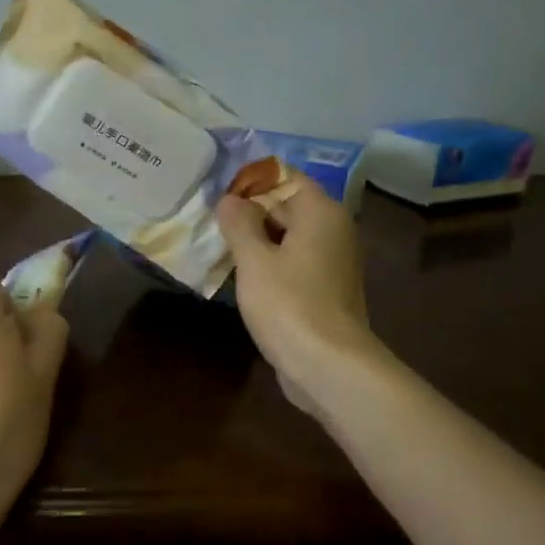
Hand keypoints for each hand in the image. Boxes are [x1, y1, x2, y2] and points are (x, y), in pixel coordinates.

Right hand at [216, 180, 380, 417]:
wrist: (329, 365)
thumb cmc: (289, 304)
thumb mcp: (254, 260)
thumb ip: (239, 224)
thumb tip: (230, 199)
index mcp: (321, 213)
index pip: (285, 178)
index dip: (251, 182)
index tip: (218, 192)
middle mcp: (333, 231)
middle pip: (288, 207)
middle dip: (250, 212)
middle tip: (211, 220)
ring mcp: (332, 263)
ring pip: (289, 238)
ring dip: (257, 241)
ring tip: (219, 246)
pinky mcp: (326, 290)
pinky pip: (294, 264)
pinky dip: (270, 265)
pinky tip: (242, 277)